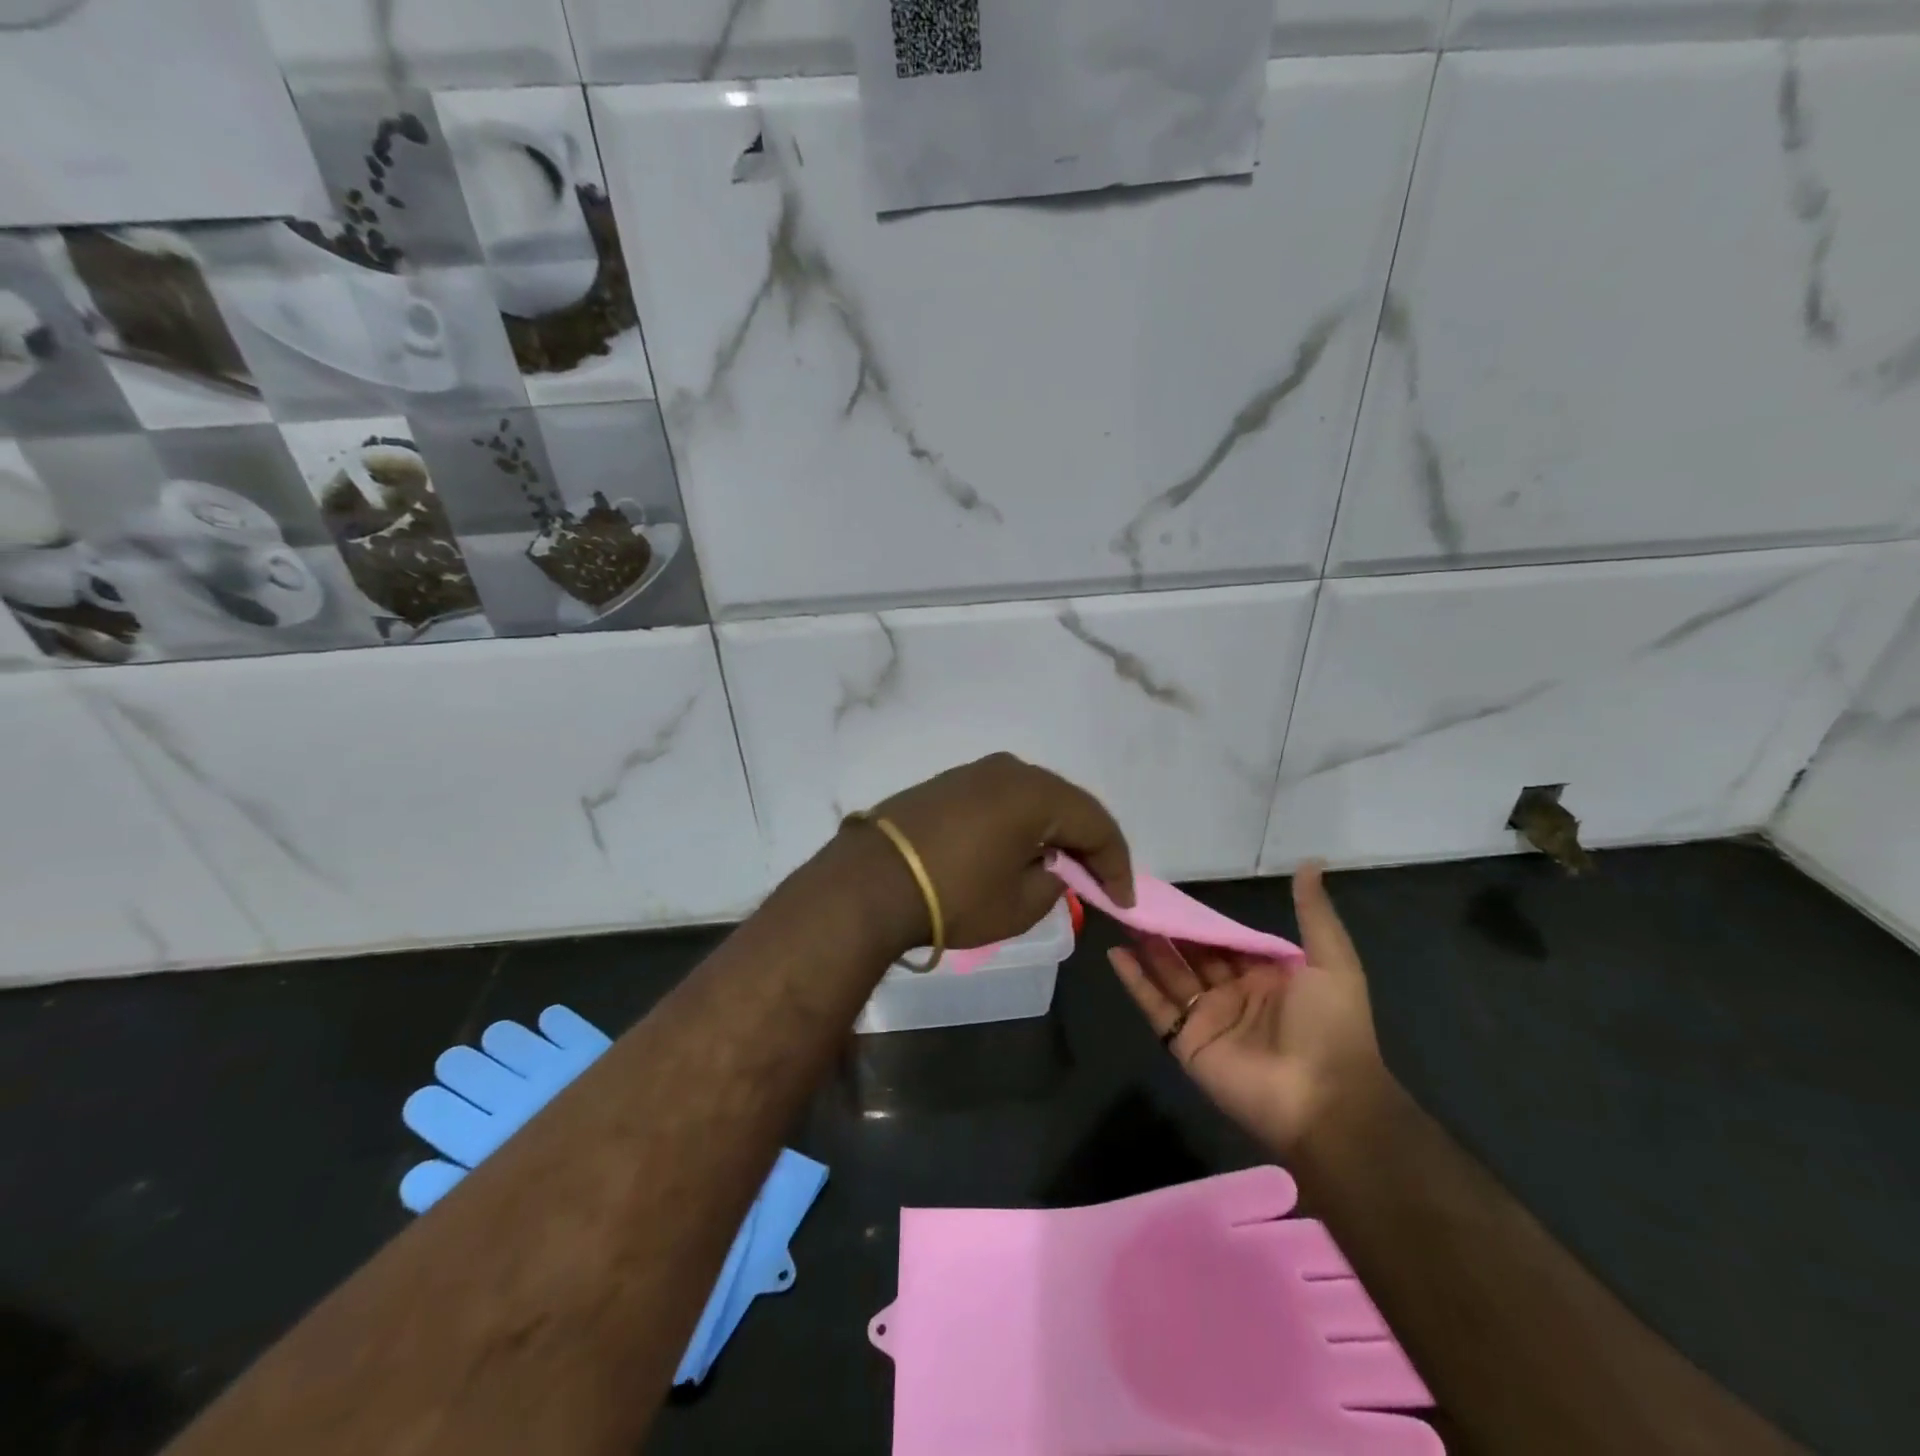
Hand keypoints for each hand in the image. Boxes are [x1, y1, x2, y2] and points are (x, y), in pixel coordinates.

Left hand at [846, 753, 1133, 954]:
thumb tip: (1050, 868)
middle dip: (1085, 843)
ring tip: (1057, 866)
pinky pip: (999, 800)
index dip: (1116, 864)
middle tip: (1096, 881)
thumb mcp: (1019, 906)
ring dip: (1050, 830)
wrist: (871, 882)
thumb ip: (1052, 884)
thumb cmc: (955, 896)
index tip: (1121, 900)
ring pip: (1031, 799)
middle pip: (1065, 804)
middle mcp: (1009, 770)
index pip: (1096, 823)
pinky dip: (1017, 824)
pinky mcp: (945, 783)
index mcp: (1036, 793)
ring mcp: (973, 772)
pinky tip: (1014, 850)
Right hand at [1108, 863, 1387, 1154]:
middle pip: (1193, 955)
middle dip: (1169, 929)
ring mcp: (1208, 1019)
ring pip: (1170, 975)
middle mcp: (1234, 994)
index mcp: (1266, 976)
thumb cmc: (1330, 1026)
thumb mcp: (1333, 962)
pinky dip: (1135, 982)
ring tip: (1122, 916)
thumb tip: (1309, 862)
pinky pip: (1156, 1007)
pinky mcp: (1187, 1043)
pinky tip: (1115, 955)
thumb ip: (1313, 914)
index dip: (1202, 918)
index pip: (1227, 940)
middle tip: (1137, 899)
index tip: (1174, 893)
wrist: (1325, 1100)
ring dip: (1147, 948)